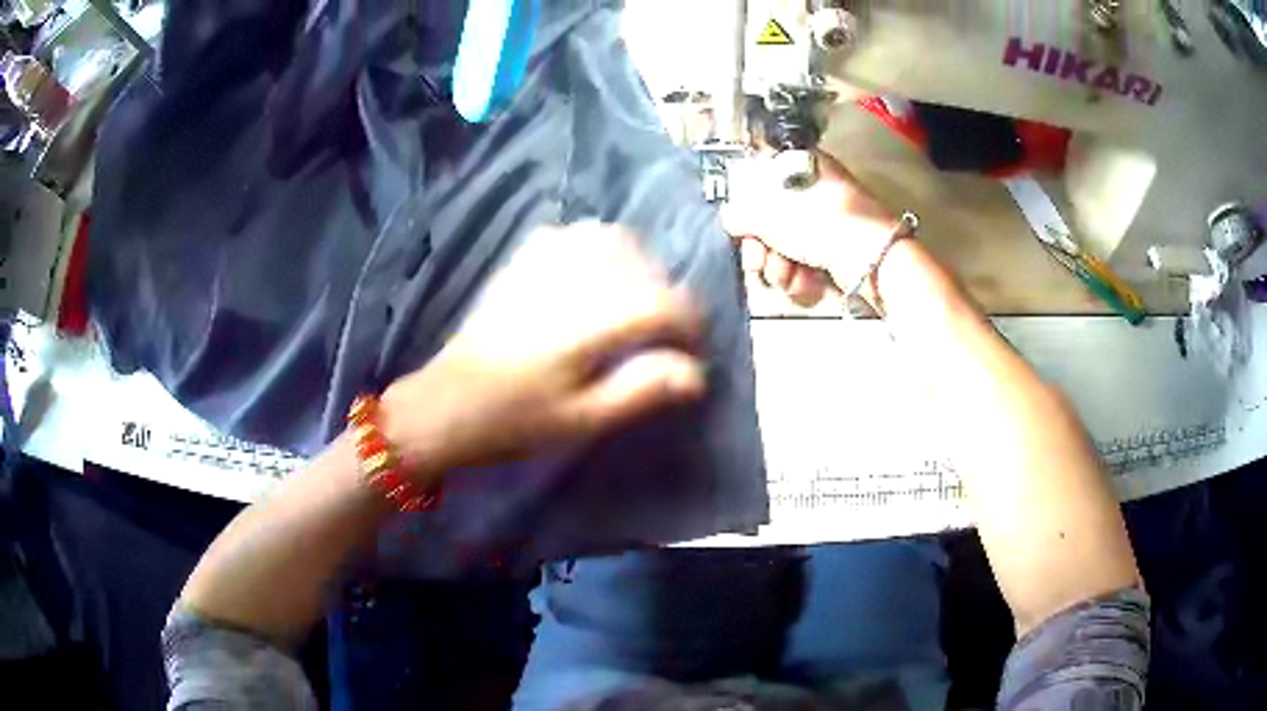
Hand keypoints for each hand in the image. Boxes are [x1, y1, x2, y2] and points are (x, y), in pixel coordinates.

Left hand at [381, 224, 704, 475]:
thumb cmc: (515, 421)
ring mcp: (541, 262)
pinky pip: (574, 234)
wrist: (447, 404)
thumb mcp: (583, 420)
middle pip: (643, 264)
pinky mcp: (521, 260)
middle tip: (662, 334)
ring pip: (611, 238)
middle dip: (666, 295)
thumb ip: (642, 390)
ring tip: (634, 301)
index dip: (690, 325)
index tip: (692, 350)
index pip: (662, 303)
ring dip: (636, 265)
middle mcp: (569, 279)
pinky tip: (594, 278)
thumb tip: (696, 372)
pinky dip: (598, 248)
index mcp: (586, 323)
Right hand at [723, 151, 898, 304]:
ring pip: (785, 243)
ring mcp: (827, 219)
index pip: (759, 178)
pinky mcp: (836, 248)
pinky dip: (798, 274)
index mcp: (801, 164)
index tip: (740, 227)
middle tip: (757, 261)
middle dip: (760, 246)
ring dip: (777, 265)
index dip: (746, 205)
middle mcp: (814, 187)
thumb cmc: (822, 224)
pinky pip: (804, 259)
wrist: (873, 260)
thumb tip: (729, 219)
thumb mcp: (771, 214)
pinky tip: (801, 282)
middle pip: (770, 216)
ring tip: (785, 274)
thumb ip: (741, 214)